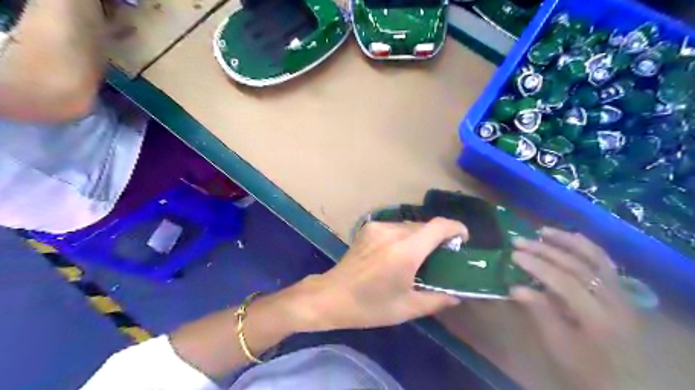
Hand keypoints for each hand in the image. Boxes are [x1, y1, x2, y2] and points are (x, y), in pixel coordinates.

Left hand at [287, 219, 466, 331]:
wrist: (331, 296)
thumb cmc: (370, 306)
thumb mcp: (407, 308)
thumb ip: (437, 299)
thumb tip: (457, 295)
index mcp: (406, 251)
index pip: (439, 226)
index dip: (456, 228)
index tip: (463, 240)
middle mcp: (393, 232)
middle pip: (425, 226)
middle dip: (438, 238)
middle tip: (440, 257)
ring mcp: (378, 227)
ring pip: (410, 226)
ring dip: (420, 237)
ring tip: (418, 258)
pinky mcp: (368, 228)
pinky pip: (395, 227)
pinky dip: (404, 237)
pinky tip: (398, 254)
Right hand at [509, 228, 646, 389]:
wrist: (626, 382)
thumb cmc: (586, 368)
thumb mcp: (559, 347)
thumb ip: (540, 314)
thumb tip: (515, 287)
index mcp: (599, 318)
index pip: (566, 283)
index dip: (538, 266)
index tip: (513, 255)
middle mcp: (614, 300)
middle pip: (578, 266)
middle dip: (545, 250)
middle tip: (518, 241)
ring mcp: (620, 293)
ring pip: (595, 258)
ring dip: (567, 241)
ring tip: (542, 231)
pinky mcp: (619, 290)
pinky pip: (604, 261)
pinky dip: (586, 246)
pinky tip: (569, 237)